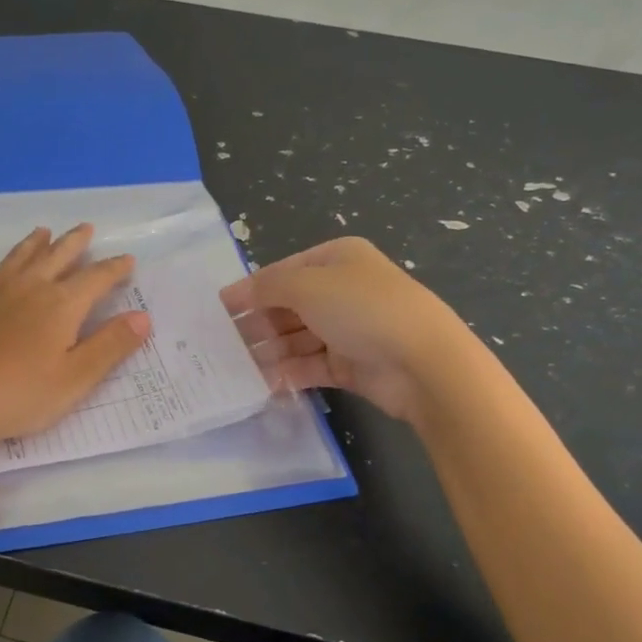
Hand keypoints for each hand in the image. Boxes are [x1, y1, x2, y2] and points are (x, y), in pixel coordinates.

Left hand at [0, 225, 151, 459]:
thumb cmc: (20, 395)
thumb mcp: (76, 378)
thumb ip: (110, 346)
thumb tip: (142, 317)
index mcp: (61, 305)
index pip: (96, 278)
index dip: (114, 269)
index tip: (127, 260)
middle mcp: (28, 288)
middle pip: (57, 256)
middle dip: (74, 242)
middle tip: (86, 229)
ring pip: (17, 258)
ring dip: (33, 243)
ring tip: (42, 232)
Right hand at [221, 237, 454, 421]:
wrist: (423, 362)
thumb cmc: (362, 309)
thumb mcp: (306, 286)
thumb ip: (266, 287)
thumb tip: (236, 293)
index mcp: (337, 259)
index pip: (283, 272)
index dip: (250, 289)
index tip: (219, 310)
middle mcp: (343, 290)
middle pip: (288, 306)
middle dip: (257, 323)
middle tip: (223, 343)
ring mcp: (348, 329)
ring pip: (297, 338)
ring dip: (268, 350)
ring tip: (236, 366)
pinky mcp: (351, 364)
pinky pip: (310, 365)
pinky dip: (288, 372)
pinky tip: (264, 382)